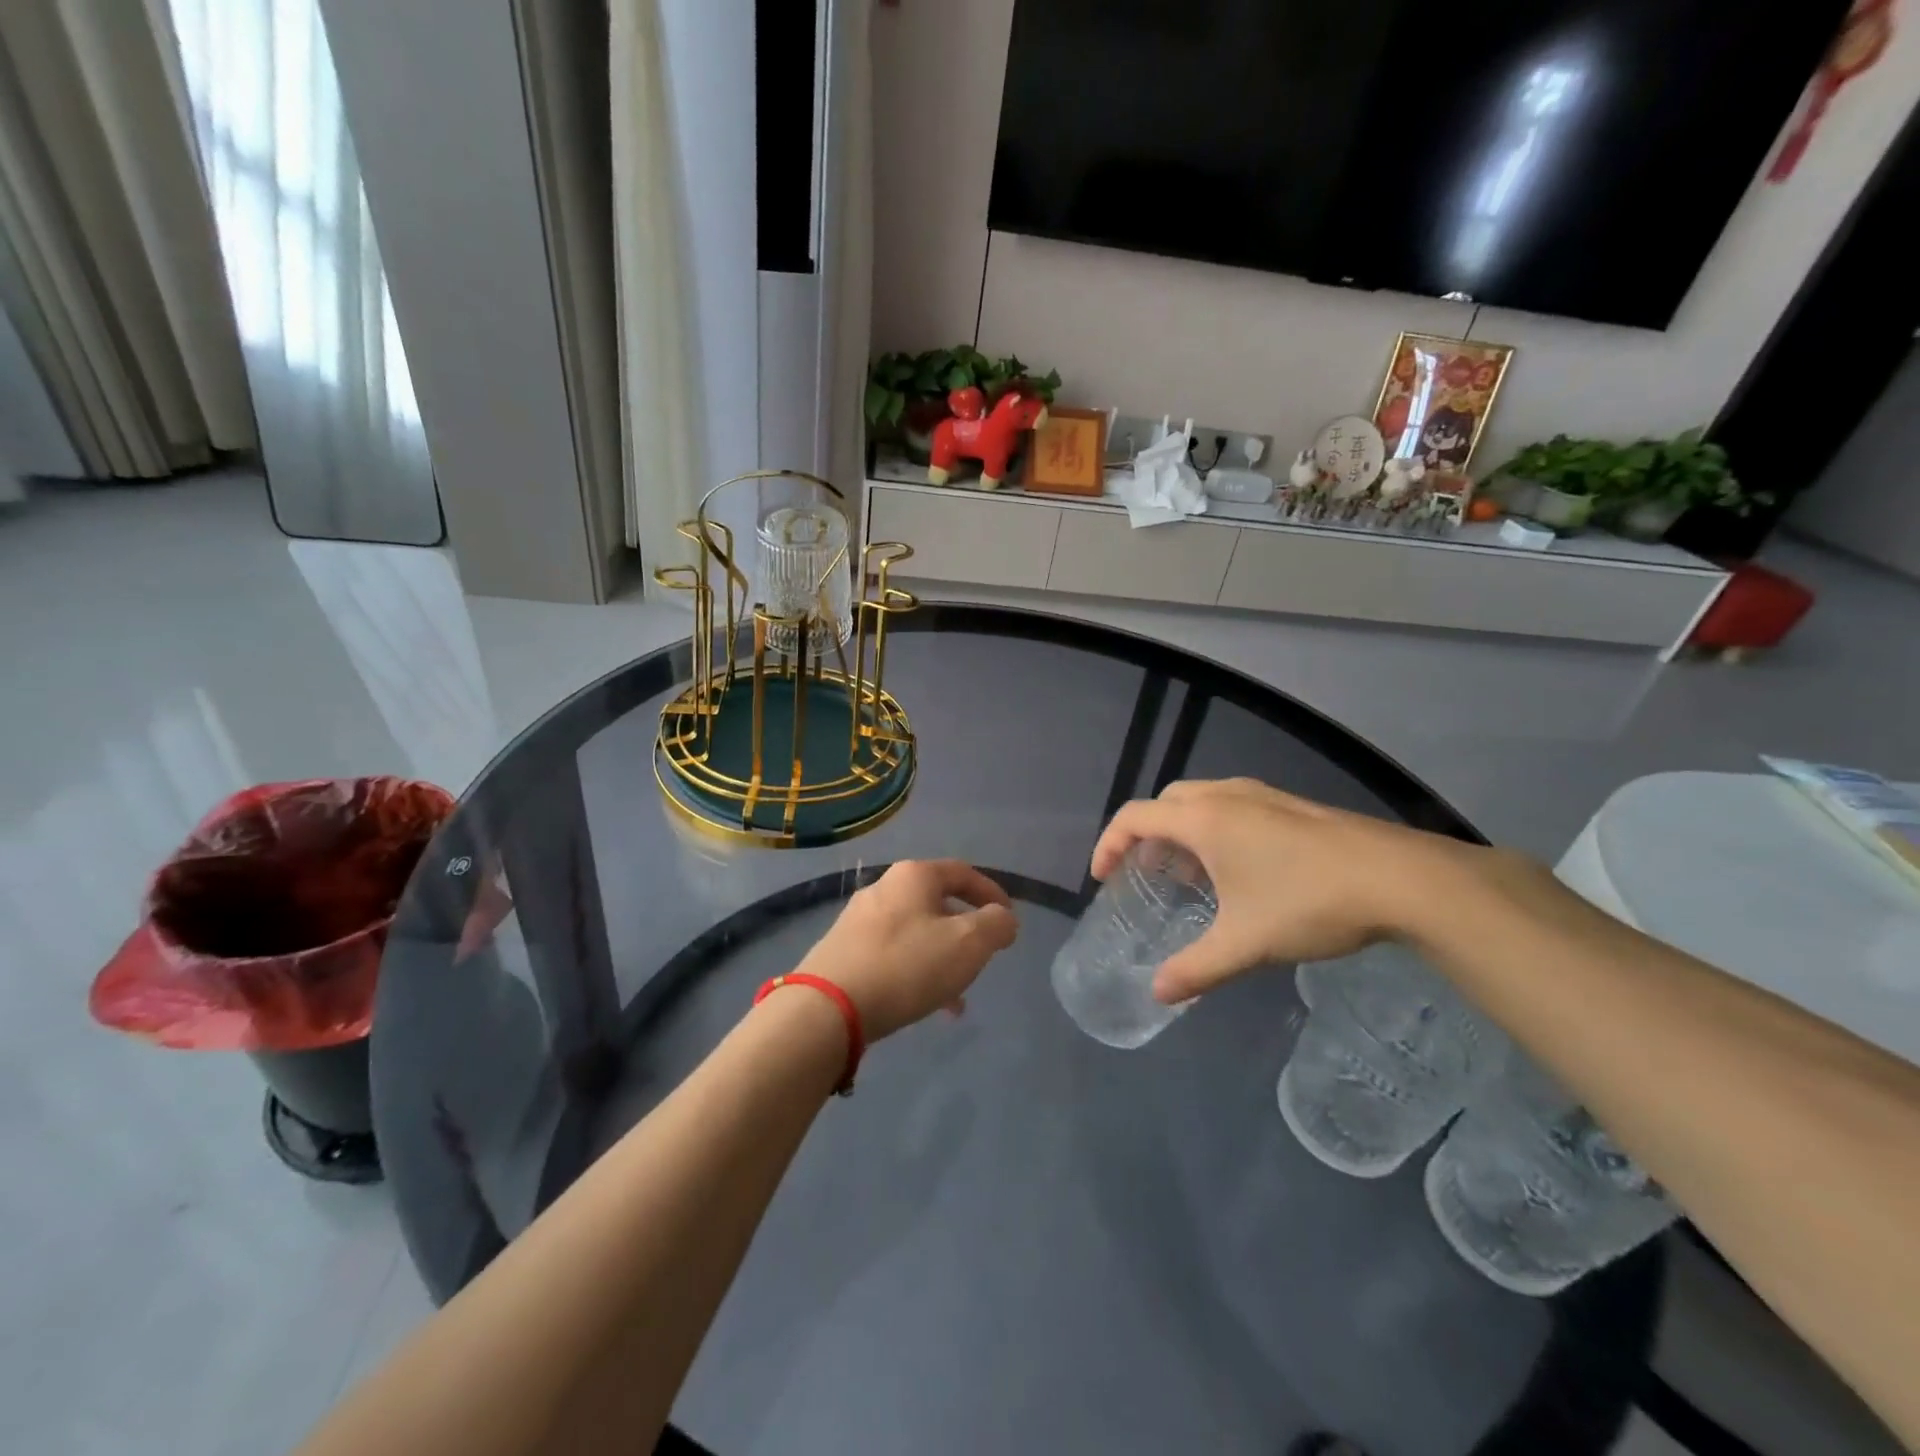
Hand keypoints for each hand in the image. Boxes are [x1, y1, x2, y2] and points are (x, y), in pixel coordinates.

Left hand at [793, 861, 1018, 1040]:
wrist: (828, 1006)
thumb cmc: (906, 965)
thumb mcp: (967, 944)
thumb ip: (996, 925)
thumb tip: (1003, 918)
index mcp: (914, 876)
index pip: (963, 873)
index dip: (991, 894)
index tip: (1010, 919)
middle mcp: (884, 888)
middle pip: (937, 902)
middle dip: (965, 931)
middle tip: (982, 957)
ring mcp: (858, 919)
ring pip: (915, 932)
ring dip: (941, 957)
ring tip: (957, 996)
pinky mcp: (843, 949)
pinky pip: (892, 953)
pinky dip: (915, 970)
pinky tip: (924, 1004)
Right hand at [1090, 778, 1478, 1004]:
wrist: (1402, 879)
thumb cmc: (1309, 902)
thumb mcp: (1246, 943)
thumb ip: (1197, 968)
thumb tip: (1159, 994)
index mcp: (1204, 819)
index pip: (1134, 817)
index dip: (1109, 844)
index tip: (1103, 878)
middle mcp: (1227, 796)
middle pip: (1166, 802)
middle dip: (1145, 833)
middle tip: (1146, 874)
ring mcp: (1263, 795)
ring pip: (1201, 799)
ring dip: (1181, 829)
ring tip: (1189, 874)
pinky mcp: (1292, 805)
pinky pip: (1232, 805)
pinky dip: (1214, 828)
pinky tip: (1239, 869)